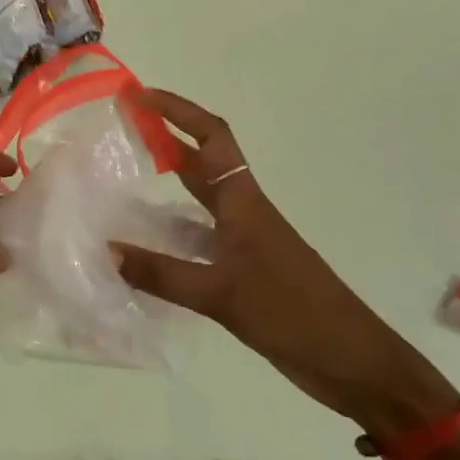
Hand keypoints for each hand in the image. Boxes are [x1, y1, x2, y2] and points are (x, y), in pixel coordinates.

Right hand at [116, 91, 459, 439]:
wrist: (353, 361)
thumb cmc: (294, 314)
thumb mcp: (223, 295)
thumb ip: (163, 274)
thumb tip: (106, 250)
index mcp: (244, 202)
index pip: (211, 137)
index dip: (177, 110)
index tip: (139, 97)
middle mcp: (243, 213)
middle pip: (202, 162)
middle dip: (165, 139)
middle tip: (121, 130)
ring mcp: (245, 243)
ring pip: (199, 201)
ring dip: (166, 186)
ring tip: (123, 186)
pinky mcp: (244, 272)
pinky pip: (199, 240)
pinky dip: (171, 236)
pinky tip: (145, 251)